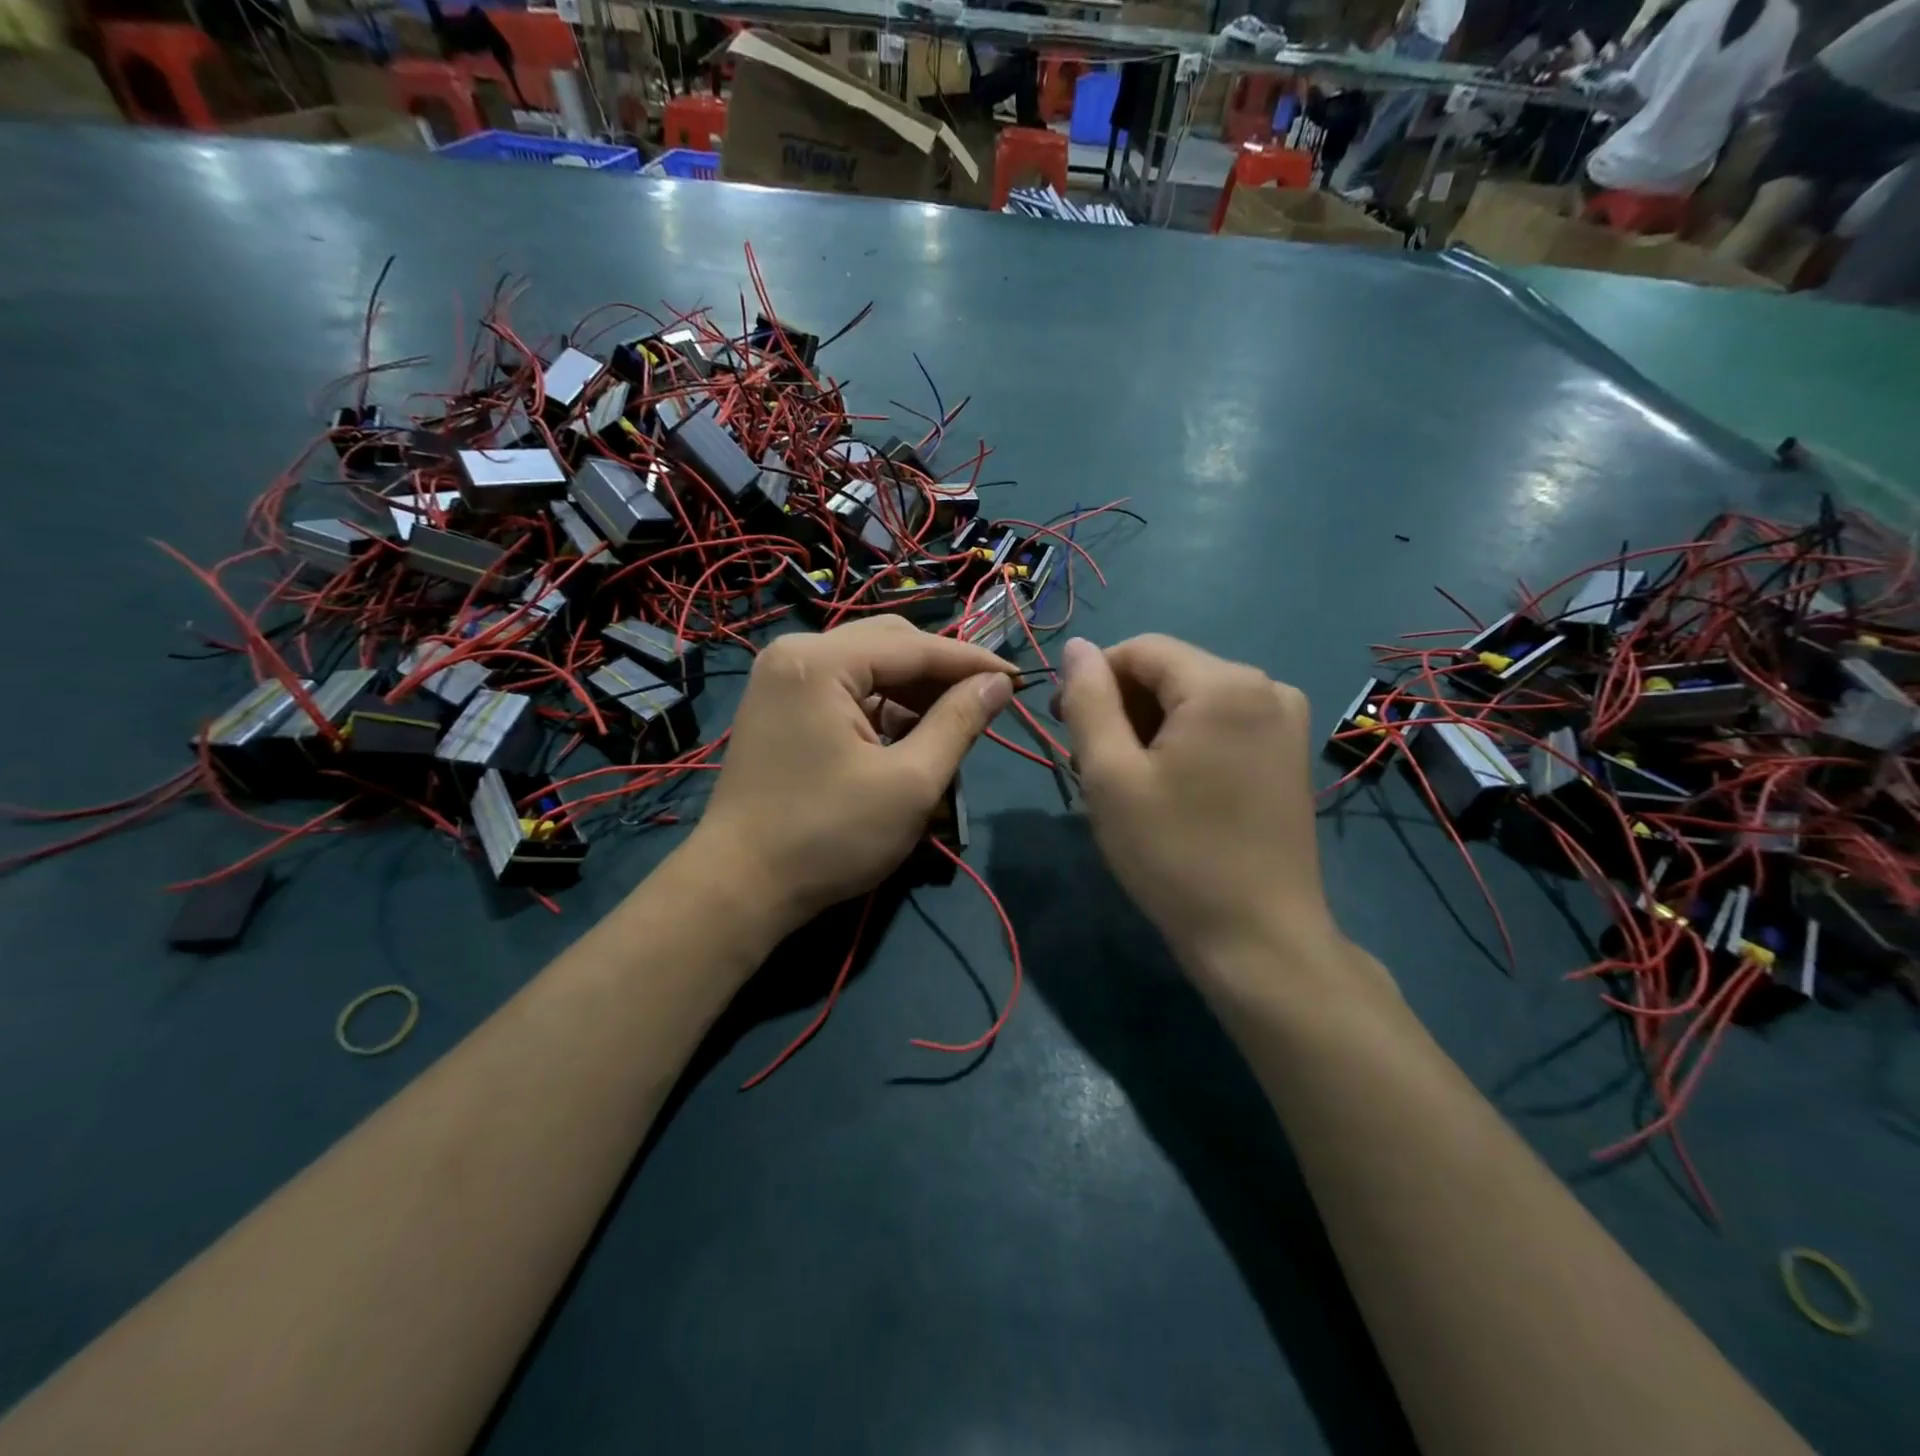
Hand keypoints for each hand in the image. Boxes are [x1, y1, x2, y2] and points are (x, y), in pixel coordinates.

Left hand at [689, 617, 1014, 931]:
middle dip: (939, 674)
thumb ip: (958, 724)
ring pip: (868, 666)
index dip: (972, 663)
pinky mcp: (780, 704)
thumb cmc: (828, 836)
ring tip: (949, 728)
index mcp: (821, 661)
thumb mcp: (910, 783)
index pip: (915, 646)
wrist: (739, 887)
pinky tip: (906, 736)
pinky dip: (881, 707)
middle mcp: (795, 652)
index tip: (1017, 680)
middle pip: (889, 643)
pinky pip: (844, 688)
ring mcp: (782, 678)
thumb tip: (998, 685)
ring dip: (912, 691)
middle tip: (983, 705)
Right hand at [1056, 635, 1344, 991]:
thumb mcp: (1110, 776)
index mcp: (1225, 684)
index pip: (1141, 650)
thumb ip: (1088, 700)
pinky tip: (1170, 787)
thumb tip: (1075, 647)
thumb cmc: (1174, 855)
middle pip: (1170, 672)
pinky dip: (1185, 742)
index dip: (1093, 679)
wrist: (1257, 937)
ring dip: (1150, 727)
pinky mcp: (1290, 752)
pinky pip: (1222, 723)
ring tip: (1128, 782)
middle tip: (1091, 765)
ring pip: (1194, 699)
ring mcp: (1286, 720)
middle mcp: (1267, 686)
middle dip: (1123, 707)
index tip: (1064, 726)